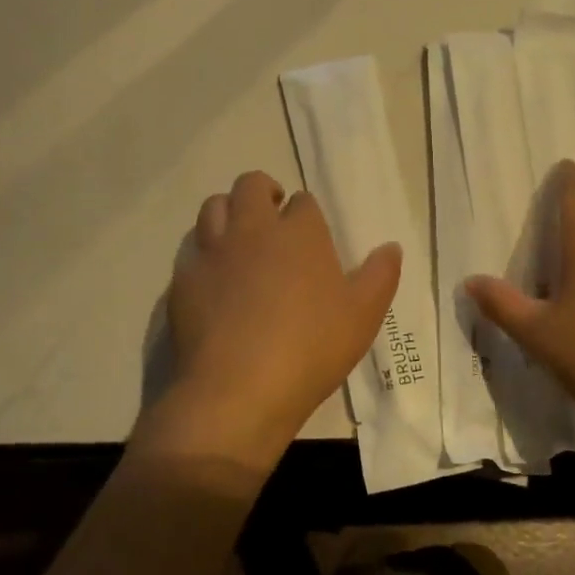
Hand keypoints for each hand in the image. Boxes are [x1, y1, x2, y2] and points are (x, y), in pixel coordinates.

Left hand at [146, 170, 400, 467]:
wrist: (238, 389)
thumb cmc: (311, 348)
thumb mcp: (363, 316)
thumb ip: (380, 276)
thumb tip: (391, 247)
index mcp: (299, 232)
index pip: (303, 202)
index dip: (306, 213)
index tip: (310, 233)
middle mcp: (253, 229)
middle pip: (250, 186)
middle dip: (263, 192)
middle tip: (271, 215)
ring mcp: (213, 252)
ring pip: (213, 207)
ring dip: (228, 212)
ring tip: (239, 238)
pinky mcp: (182, 279)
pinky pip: (191, 249)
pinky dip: (203, 252)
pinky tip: (213, 277)